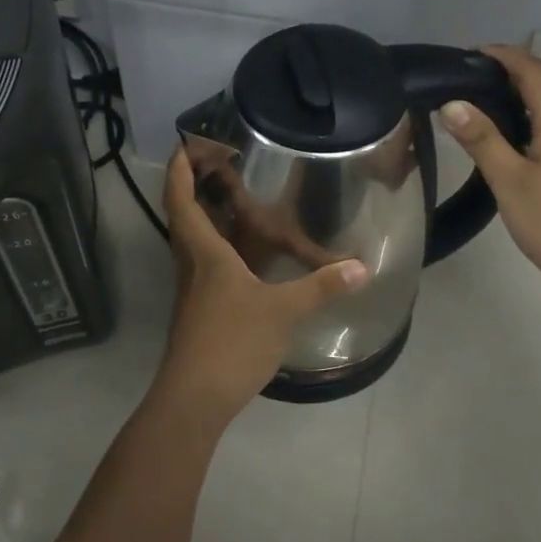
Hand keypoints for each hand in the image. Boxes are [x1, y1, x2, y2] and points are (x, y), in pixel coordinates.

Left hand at [153, 148, 369, 428]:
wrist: (195, 397)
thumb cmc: (232, 342)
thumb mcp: (283, 311)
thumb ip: (321, 287)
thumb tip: (360, 267)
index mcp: (205, 254)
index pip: (181, 202)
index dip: (180, 171)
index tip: (184, 144)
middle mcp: (193, 266)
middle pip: (184, 218)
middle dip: (193, 187)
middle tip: (215, 164)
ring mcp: (194, 292)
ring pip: (194, 243)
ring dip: (206, 217)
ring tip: (233, 200)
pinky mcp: (201, 312)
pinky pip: (207, 266)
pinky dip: (221, 249)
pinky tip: (246, 256)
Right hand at [438, 44, 540, 301]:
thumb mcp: (509, 180)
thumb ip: (481, 139)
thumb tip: (451, 103)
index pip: (532, 70)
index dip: (502, 55)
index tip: (466, 56)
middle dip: (504, 71)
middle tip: (462, 79)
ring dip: (513, 95)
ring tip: (473, 103)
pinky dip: (521, 117)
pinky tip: (499, 137)